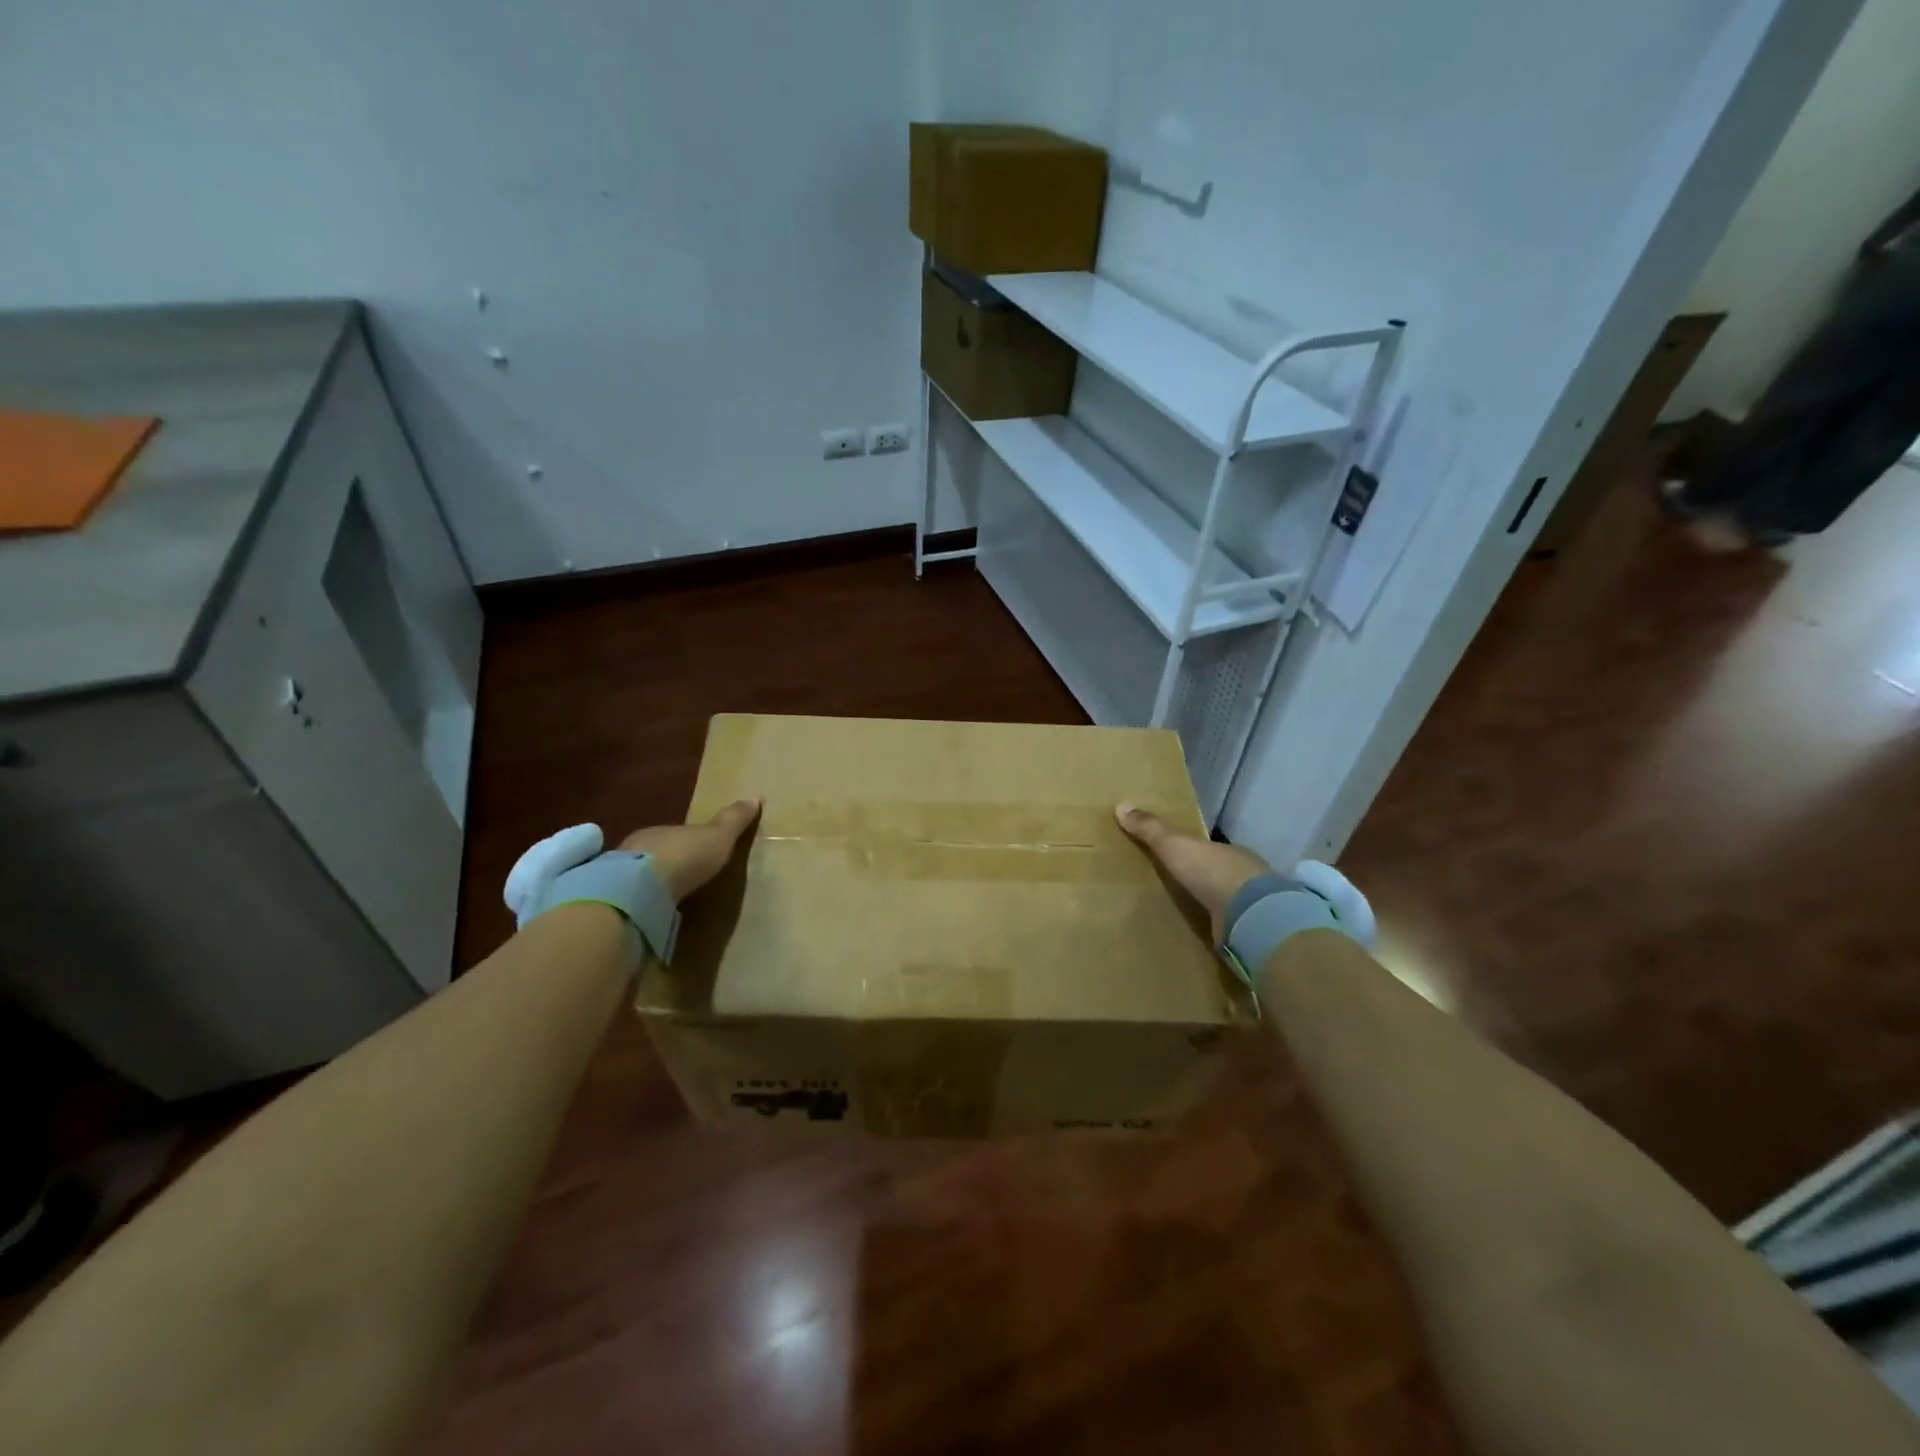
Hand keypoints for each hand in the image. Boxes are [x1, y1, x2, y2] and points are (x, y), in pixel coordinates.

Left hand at [620, 798, 761, 901]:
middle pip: (656, 853)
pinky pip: (633, 897)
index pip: (674, 834)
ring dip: (654, 884)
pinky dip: (644, 902)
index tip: (696, 852)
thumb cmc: (685, 855)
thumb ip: (733, 820)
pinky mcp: (617, 901)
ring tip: (671, 899)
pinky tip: (654, 912)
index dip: (685, 842)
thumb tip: (755, 797)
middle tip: (684, 877)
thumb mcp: (718, 836)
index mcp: (660, 830)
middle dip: (668, 863)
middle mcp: (637, 848)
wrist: (643, 890)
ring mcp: (621, 876)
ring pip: (640, 876)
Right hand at [1115, 803, 1271, 942]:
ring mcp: (1249, 906)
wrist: (1249, 915)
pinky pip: (1226, 925)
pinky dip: (1214, 927)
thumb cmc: (1211, 871)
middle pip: (1216, 874)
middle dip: (1199, 879)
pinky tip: (1199, 933)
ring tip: (1181, 912)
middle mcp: (1243, 875)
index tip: (1174, 856)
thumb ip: (1151, 829)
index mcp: (1228, 851)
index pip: (1208, 849)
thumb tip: (1121, 805)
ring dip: (1208, 905)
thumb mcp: (1174, 845)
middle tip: (1173, 885)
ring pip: (1224, 901)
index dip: (1192, 852)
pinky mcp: (1248, 931)